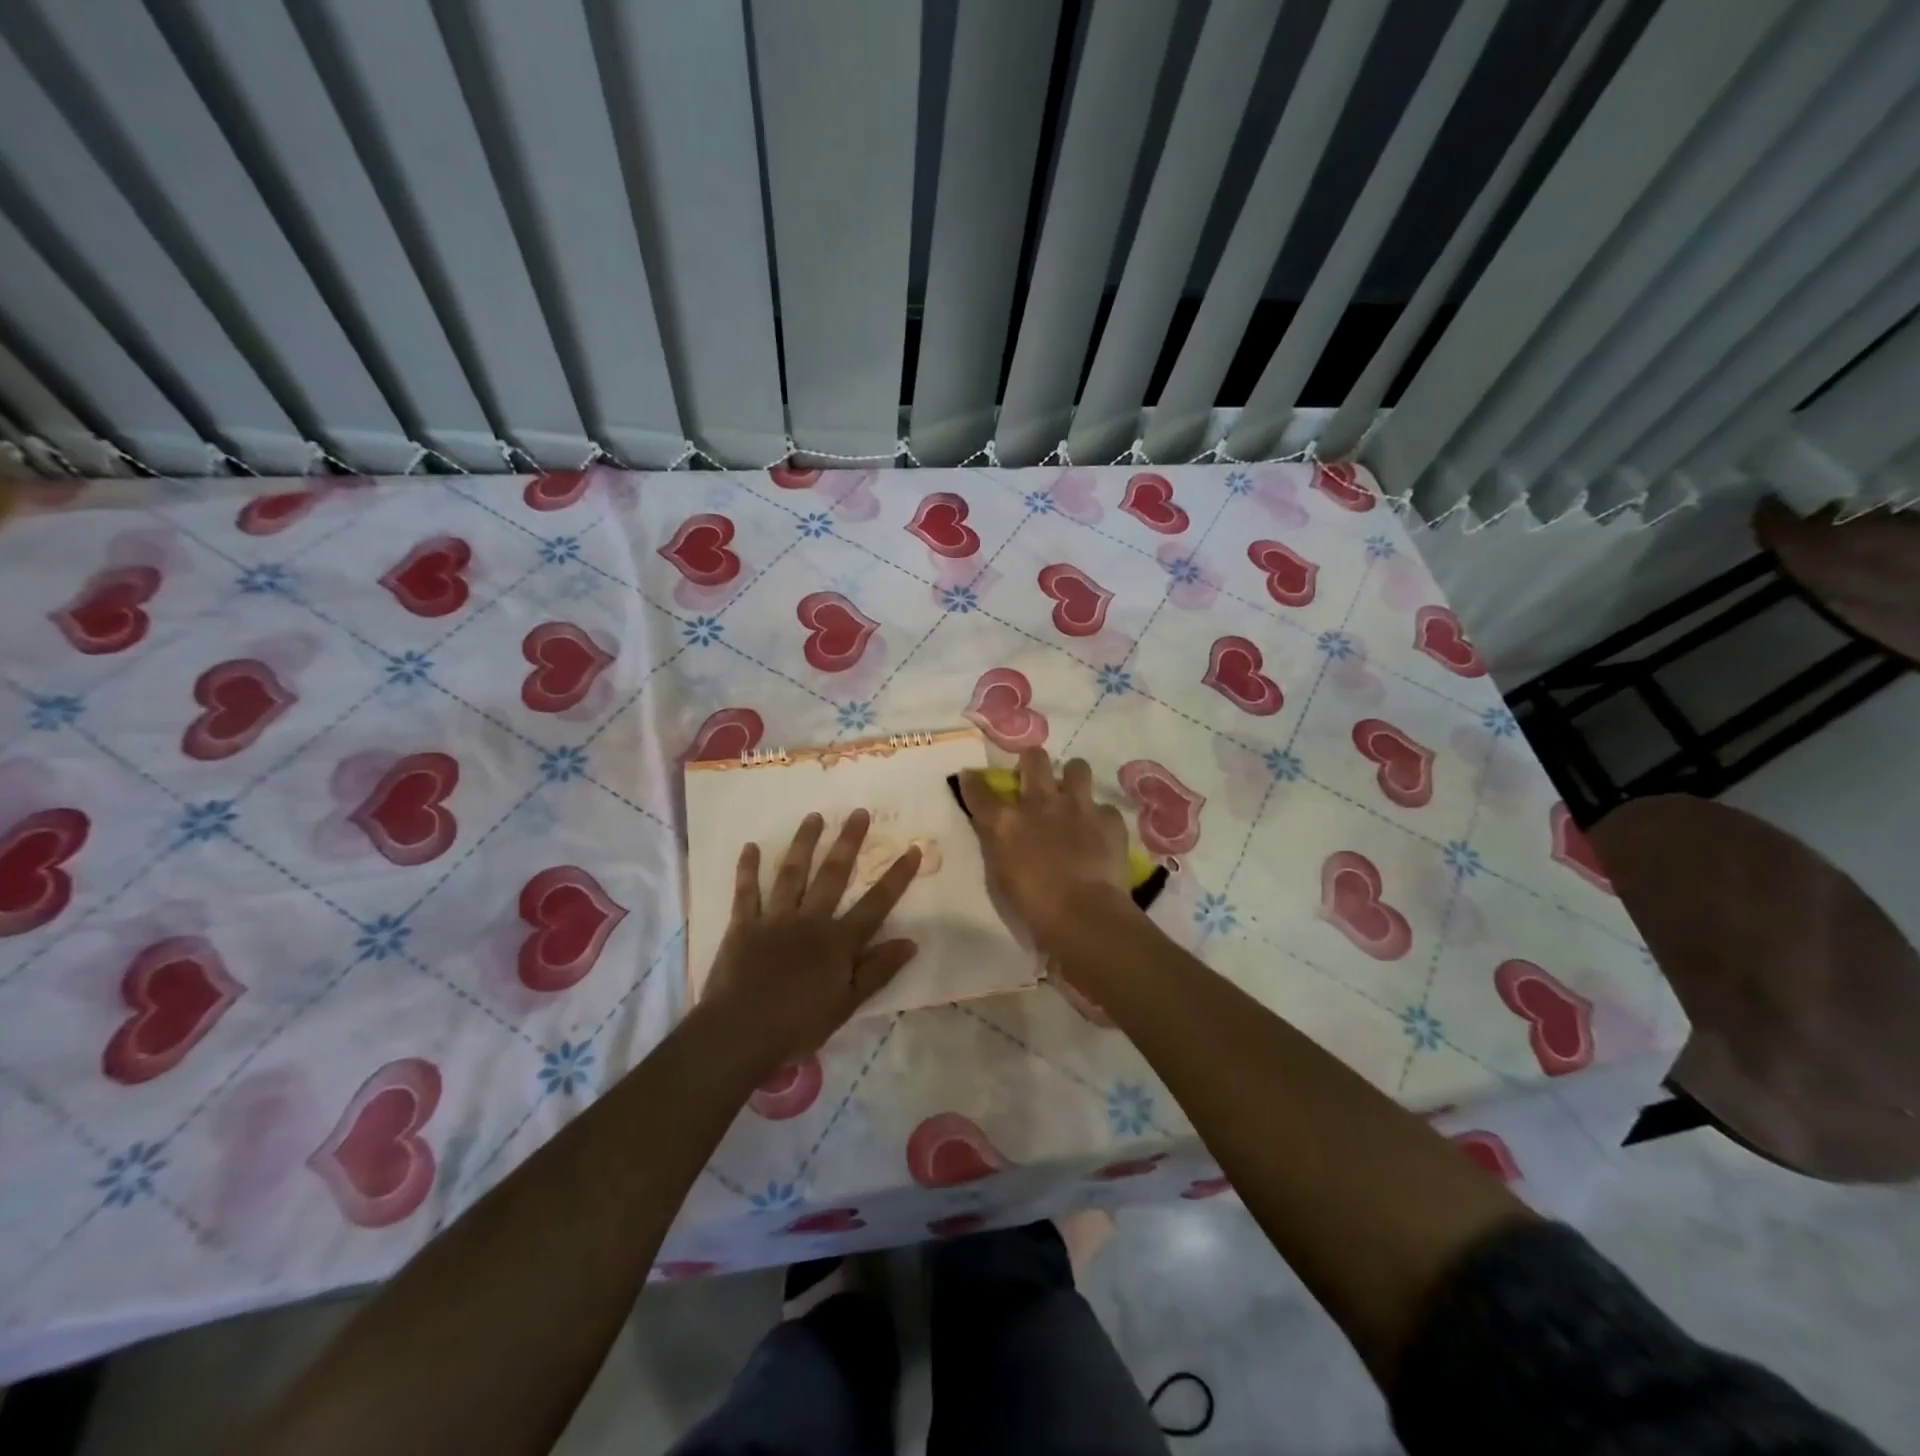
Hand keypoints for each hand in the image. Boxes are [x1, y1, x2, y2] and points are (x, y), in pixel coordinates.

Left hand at [699, 809, 920, 1081]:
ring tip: (814, 816)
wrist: (739, 1034)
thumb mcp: (846, 1005)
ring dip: (804, 843)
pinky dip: (748, 869)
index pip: (875, 904)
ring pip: (793, 873)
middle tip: (858, 812)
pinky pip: (747, 892)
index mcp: (837, 942)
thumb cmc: (798, 1026)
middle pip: (833, 875)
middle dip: (848, 842)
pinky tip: (751, 846)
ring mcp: (775, 919)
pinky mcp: (744, 925)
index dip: (896, 877)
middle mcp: (810, 920)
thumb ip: (877, 971)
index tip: (912, 849)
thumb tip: (911, 942)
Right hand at [958, 748, 1136, 952]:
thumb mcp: (1001, 876)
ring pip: (1077, 767)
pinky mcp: (1109, 819)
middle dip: (1032, 761)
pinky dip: (1101, 819)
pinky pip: (1105, 808)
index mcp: (1007, 822)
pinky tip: (1100, 834)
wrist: (1083, 915)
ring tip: (1074, 795)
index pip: (980, 792)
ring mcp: (1078, 807)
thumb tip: (999, 833)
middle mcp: (1041, 803)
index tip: (970, 776)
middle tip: (1034, 774)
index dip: (972, 782)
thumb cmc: (1033, 906)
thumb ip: (999, 846)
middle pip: (1034, 759)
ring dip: (1072, 778)